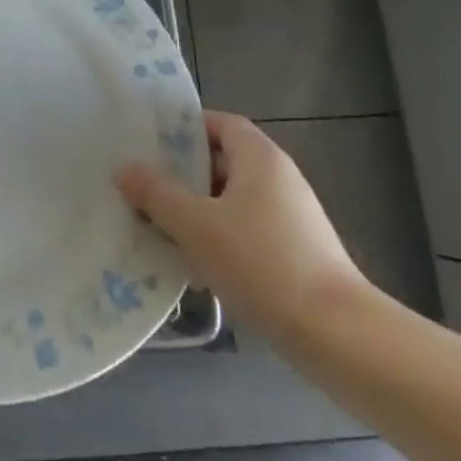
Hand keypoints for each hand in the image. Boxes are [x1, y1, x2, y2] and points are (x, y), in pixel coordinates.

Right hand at [117, 111, 370, 342]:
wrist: (336, 336)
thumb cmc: (262, 262)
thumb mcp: (196, 225)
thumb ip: (157, 193)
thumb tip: (124, 168)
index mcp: (260, 159)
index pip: (221, 124)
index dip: (186, 128)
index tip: (149, 141)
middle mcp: (279, 180)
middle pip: (223, 162)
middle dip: (181, 173)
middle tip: (140, 183)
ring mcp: (289, 219)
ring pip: (230, 201)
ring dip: (194, 209)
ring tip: (152, 222)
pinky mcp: (293, 254)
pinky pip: (243, 232)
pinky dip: (215, 237)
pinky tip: (187, 260)